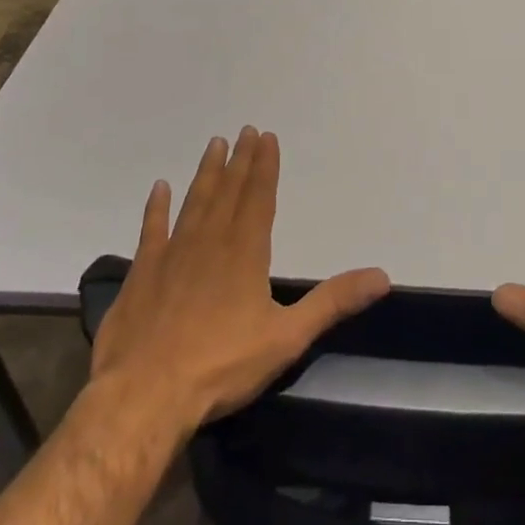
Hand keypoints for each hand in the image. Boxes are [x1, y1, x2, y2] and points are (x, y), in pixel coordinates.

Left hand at [89, 127, 390, 437]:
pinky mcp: (141, 275)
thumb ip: (332, 303)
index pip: (259, 198)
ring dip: (206, 173)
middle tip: (245, 129)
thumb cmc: (221, 366)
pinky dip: (156, 208)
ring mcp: (171, 256)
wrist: (144, 396)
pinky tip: (160, 188)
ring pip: (193, 203)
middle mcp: (208, 243)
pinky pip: (151, 231)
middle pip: (228, 192)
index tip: (267, 137)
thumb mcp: (287, 337)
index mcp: (244, 253)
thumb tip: (382, 277)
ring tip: (214, 144)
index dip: (265, 166)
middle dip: (239, 160)